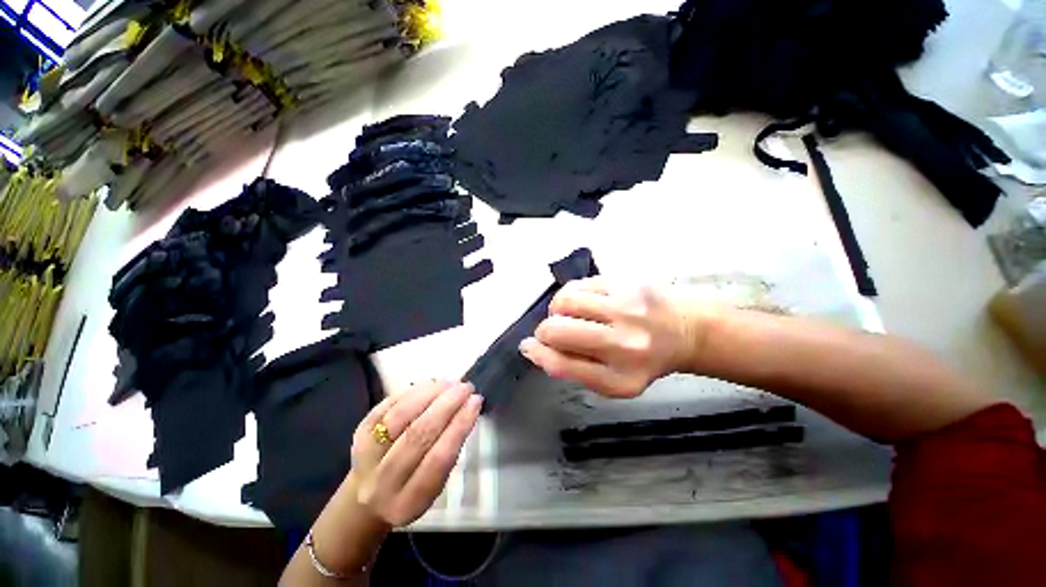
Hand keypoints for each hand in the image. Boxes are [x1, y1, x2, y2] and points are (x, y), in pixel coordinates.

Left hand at [349, 380, 482, 526]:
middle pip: (418, 435)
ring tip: (450, 382)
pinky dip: (412, 392)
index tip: (476, 401)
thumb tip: (468, 405)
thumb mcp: (437, 483)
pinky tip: (430, 384)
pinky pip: (386, 405)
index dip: (459, 426)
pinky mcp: (358, 434)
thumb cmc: (414, 485)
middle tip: (466, 387)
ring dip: (429, 393)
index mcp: (410, 501)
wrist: (368, 497)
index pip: (439, 459)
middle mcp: (383, 482)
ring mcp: (366, 457)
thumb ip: (450, 449)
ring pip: (399, 416)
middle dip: (446, 405)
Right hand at [519, 278, 708, 397]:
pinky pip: (578, 285)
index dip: (538, 354)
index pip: (562, 365)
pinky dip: (572, 295)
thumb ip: (573, 368)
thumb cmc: (643, 359)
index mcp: (620, 378)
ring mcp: (626, 308)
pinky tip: (584, 302)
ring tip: (569, 315)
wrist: (685, 330)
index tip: (529, 347)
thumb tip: (534, 348)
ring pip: (563, 301)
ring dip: (557, 309)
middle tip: (552, 331)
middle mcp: (625, 343)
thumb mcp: (612, 380)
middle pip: (557, 330)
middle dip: (544, 331)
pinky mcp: (625, 282)